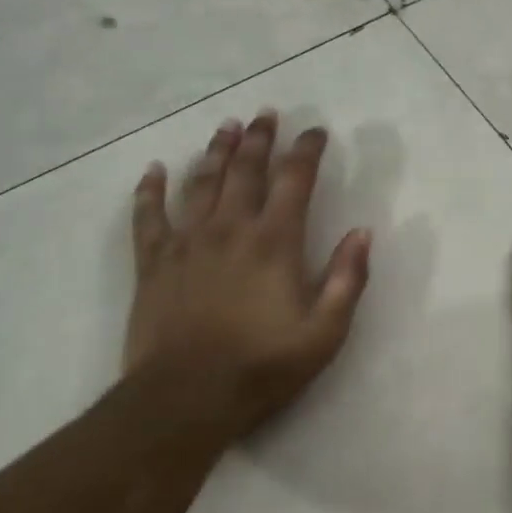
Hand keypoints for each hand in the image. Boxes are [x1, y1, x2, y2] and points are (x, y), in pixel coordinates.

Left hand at [122, 110, 370, 451]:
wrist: (185, 398)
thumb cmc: (261, 366)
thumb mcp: (325, 332)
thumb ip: (348, 279)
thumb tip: (362, 232)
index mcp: (275, 241)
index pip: (294, 180)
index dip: (307, 150)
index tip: (315, 131)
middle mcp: (231, 228)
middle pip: (245, 169)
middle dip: (259, 138)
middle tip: (265, 114)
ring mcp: (188, 242)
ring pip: (202, 182)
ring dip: (216, 151)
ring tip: (226, 126)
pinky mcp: (154, 262)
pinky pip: (149, 216)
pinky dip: (150, 190)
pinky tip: (154, 169)